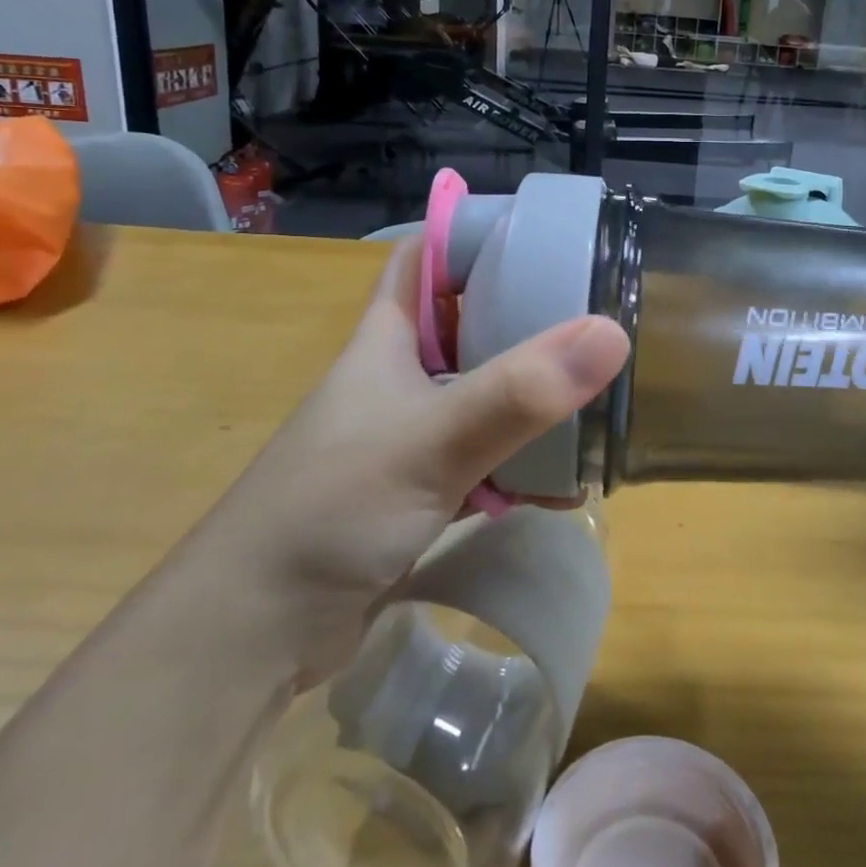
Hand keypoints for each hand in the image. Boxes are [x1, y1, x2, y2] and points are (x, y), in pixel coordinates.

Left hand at [170, 242, 629, 683]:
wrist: (253, 634)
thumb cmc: (331, 508)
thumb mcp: (432, 440)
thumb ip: (520, 391)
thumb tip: (612, 333)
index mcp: (387, 340)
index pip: (423, 259)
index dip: (470, 235)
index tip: (539, 232)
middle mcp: (398, 378)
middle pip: (466, 325)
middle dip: (524, 315)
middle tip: (593, 311)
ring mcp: (408, 437)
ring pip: (482, 395)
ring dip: (531, 396)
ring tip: (597, 391)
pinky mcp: (418, 492)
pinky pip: (485, 461)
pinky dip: (523, 466)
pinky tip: (568, 483)